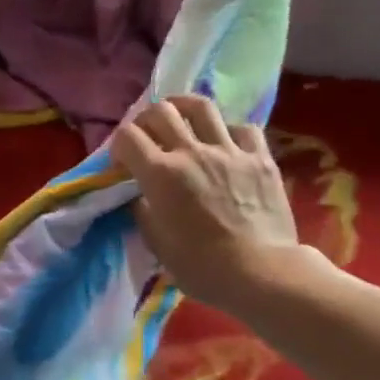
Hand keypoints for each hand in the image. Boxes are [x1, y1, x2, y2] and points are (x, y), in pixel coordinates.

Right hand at [110, 95, 305, 319]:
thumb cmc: (202, 267)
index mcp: (161, 174)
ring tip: (181, 117)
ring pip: (201, 106)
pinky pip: (243, 128)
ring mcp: (229, 151)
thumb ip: (144, 211)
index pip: (127, 137)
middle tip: (147, 137)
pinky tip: (226, 143)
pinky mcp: (261, 158)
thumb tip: (142, 196)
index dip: (118, 145)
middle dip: (146, 120)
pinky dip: (229, 131)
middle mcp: (192, 152)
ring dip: (184, 108)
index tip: (122, 163)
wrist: (261, 273)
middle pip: (161, 111)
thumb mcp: (157, 244)